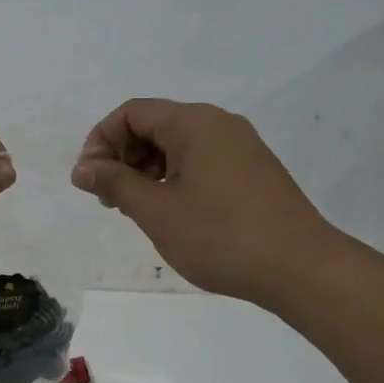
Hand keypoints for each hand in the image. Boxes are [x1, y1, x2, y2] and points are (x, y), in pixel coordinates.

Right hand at [70, 99, 339, 305]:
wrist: (301, 269)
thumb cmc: (220, 236)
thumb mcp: (156, 210)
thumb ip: (114, 183)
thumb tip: (82, 168)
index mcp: (194, 123)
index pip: (131, 113)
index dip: (101, 141)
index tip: (89, 180)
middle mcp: (219, 124)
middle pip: (153, 125)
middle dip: (122, 156)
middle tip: (108, 199)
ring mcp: (240, 147)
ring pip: (176, 145)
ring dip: (145, 170)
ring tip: (135, 210)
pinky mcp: (251, 171)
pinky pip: (199, 161)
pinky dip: (172, 178)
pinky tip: (169, 212)